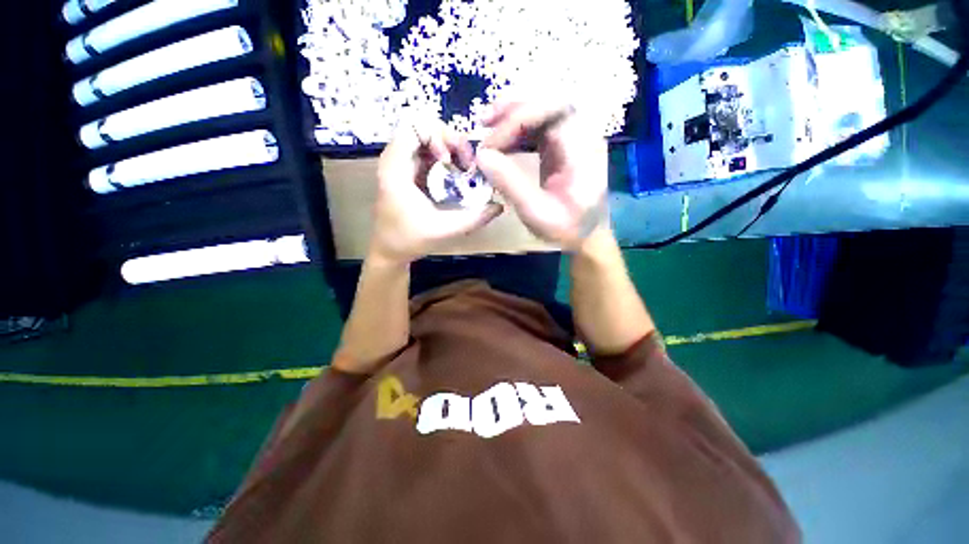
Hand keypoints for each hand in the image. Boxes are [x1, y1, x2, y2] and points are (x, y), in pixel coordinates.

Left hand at [369, 119, 503, 263]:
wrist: (390, 250)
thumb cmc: (410, 240)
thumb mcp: (444, 230)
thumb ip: (473, 219)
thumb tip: (499, 206)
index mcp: (396, 169)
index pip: (414, 127)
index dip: (437, 136)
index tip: (450, 161)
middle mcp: (396, 160)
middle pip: (424, 129)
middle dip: (451, 142)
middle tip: (466, 164)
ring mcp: (402, 165)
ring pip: (428, 140)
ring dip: (451, 150)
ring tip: (464, 170)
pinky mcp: (409, 172)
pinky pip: (430, 154)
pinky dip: (446, 160)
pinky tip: (456, 176)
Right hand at [475, 101, 608, 250]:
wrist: (586, 235)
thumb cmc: (566, 228)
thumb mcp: (536, 213)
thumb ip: (510, 184)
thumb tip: (481, 156)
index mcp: (583, 151)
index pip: (552, 113)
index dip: (517, 121)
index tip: (490, 145)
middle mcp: (583, 137)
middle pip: (548, 104)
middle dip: (514, 110)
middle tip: (485, 122)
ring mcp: (574, 140)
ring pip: (543, 113)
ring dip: (513, 118)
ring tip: (488, 129)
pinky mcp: (564, 147)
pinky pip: (540, 129)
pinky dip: (519, 132)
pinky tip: (503, 145)